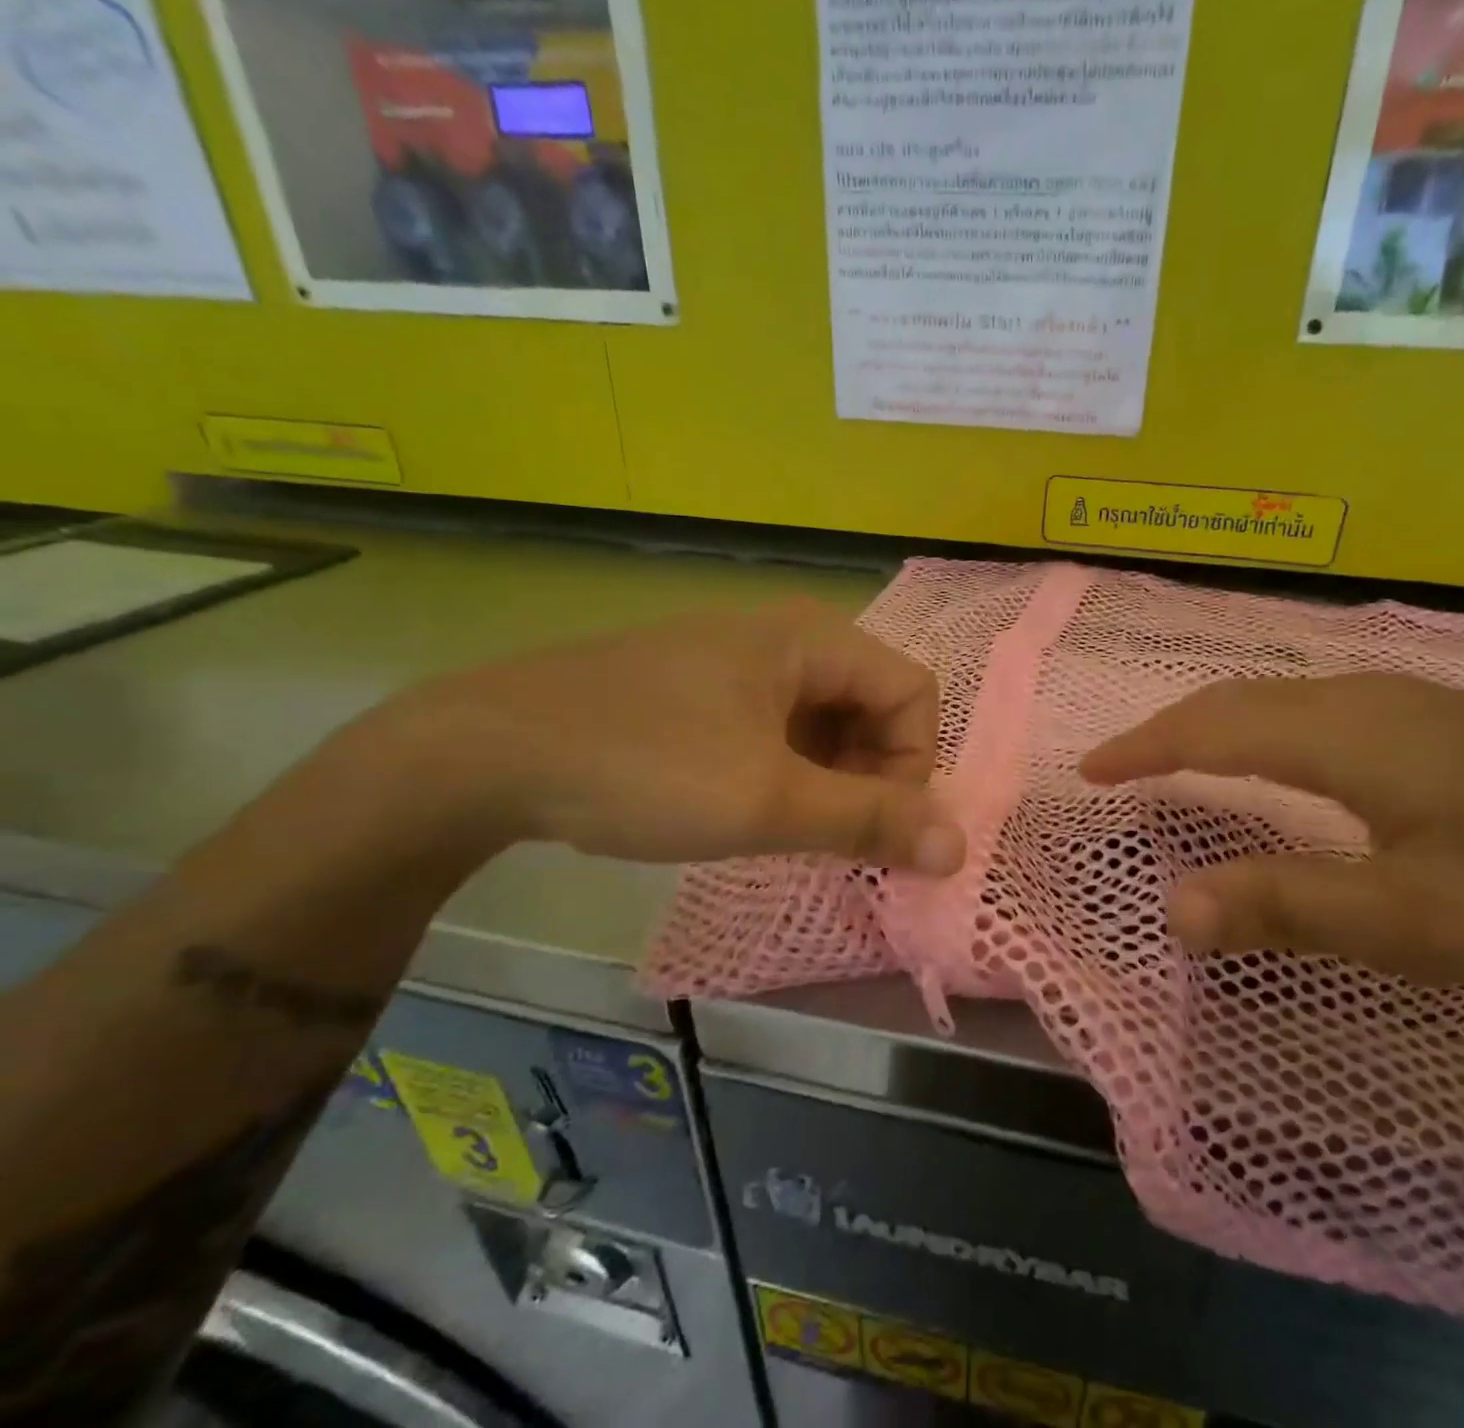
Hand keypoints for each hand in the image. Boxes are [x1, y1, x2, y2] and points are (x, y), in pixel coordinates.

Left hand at [372, 601, 965, 873]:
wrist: (486, 752)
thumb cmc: (644, 766)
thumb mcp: (768, 801)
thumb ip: (870, 822)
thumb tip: (959, 847)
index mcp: (812, 638)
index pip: (913, 693)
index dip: (913, 765)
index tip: (876, 828)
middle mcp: (784, 635)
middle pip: (872, 704)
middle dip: (870, 776)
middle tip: (832, 837)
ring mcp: (737, 659)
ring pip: (823, 719)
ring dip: (828, 779)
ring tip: (789, 829)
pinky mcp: (700, 688)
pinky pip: (776, 725)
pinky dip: (785, 771)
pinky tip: (747, 806)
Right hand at [1081, 674, 1463, 1001]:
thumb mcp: (1422, 920)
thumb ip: (1290, 907)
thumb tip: (1171, 907)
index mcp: (1343, 735)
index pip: (1209, 727)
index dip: (1142, 747)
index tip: (1089, 771)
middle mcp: (1361, 698)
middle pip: (1236, 700)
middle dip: (1165, 731)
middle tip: (1117, 769)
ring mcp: (1405, 701)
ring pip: (1275, 699)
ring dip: (1211, 725)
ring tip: (1171, 762)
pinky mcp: (1437, 719)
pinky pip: (1312, 709)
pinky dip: (1259, 728)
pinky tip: (1272, 758)